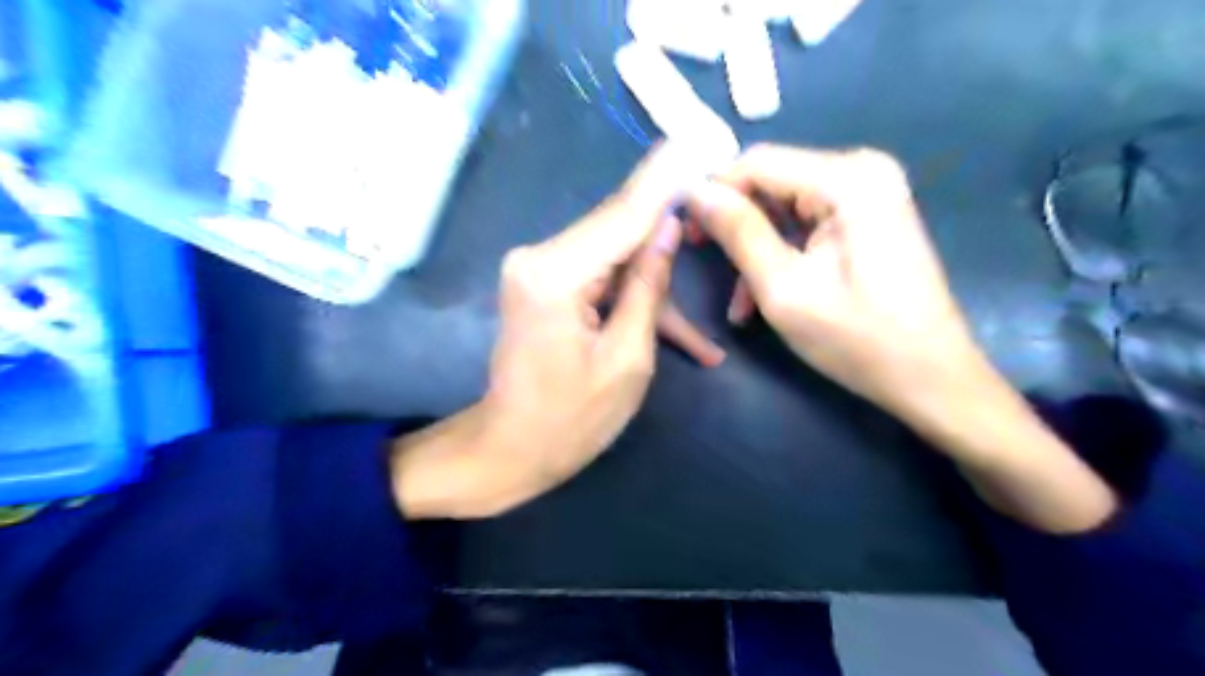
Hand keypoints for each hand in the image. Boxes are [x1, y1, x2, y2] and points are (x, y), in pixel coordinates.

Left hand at [395, 146, 713, 516]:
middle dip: (668, 223)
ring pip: (614, 256)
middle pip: (617, 229)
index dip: (665, 180)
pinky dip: (635, 297)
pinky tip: (681, 336)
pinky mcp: (544, 285)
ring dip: (657, 280)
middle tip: (713, 194)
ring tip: (704, 321)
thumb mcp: (627, 358)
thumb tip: (668, 226)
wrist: (509, 450)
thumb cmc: (571, 420)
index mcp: (555, 274)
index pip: (623, 214)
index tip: (696, 137)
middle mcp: (538, 258)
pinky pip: (600, 277)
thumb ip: (648, 285)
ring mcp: (537, 270)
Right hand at [681, 144, 982, 426]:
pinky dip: (780, 255)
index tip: (685, 230)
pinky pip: (805, 224)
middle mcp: (861, 170)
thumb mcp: (783, 287)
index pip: (757, 162)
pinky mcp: (867, 217)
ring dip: (754, 248)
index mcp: (848, 179)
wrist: (929, 377)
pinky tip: (762, 296)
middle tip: (701, 258)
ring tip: (738, 300)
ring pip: (783, 207)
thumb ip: (738, 232)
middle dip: (734, 223)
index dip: (714, 191)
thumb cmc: (857, 338)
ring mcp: (868, 194)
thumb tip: (694, 191)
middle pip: (771, 182)